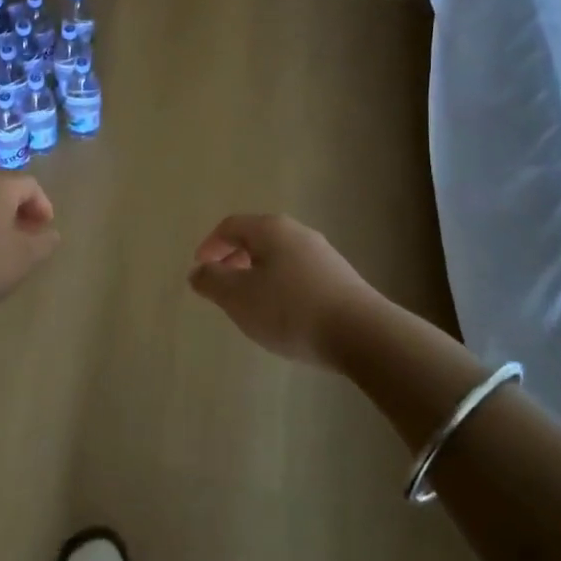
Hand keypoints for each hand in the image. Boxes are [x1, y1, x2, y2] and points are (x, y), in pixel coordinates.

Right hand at [187, 214, 383, 368]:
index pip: (230, 226)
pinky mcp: (340, 278)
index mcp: (271, 229)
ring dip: (257, 275)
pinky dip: (280, 286)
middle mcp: (299, 233)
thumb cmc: (290, 310)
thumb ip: (212, 281)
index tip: (200, 270)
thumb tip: (198, 271)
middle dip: (233, 260)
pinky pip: (298, 274)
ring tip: (250, 305)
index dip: (210, 245)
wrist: (362, 334)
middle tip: (222, 287)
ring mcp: (323, 254)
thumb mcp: (238, 298)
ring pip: (279, 257)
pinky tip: (283, 315)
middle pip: (256, 239)